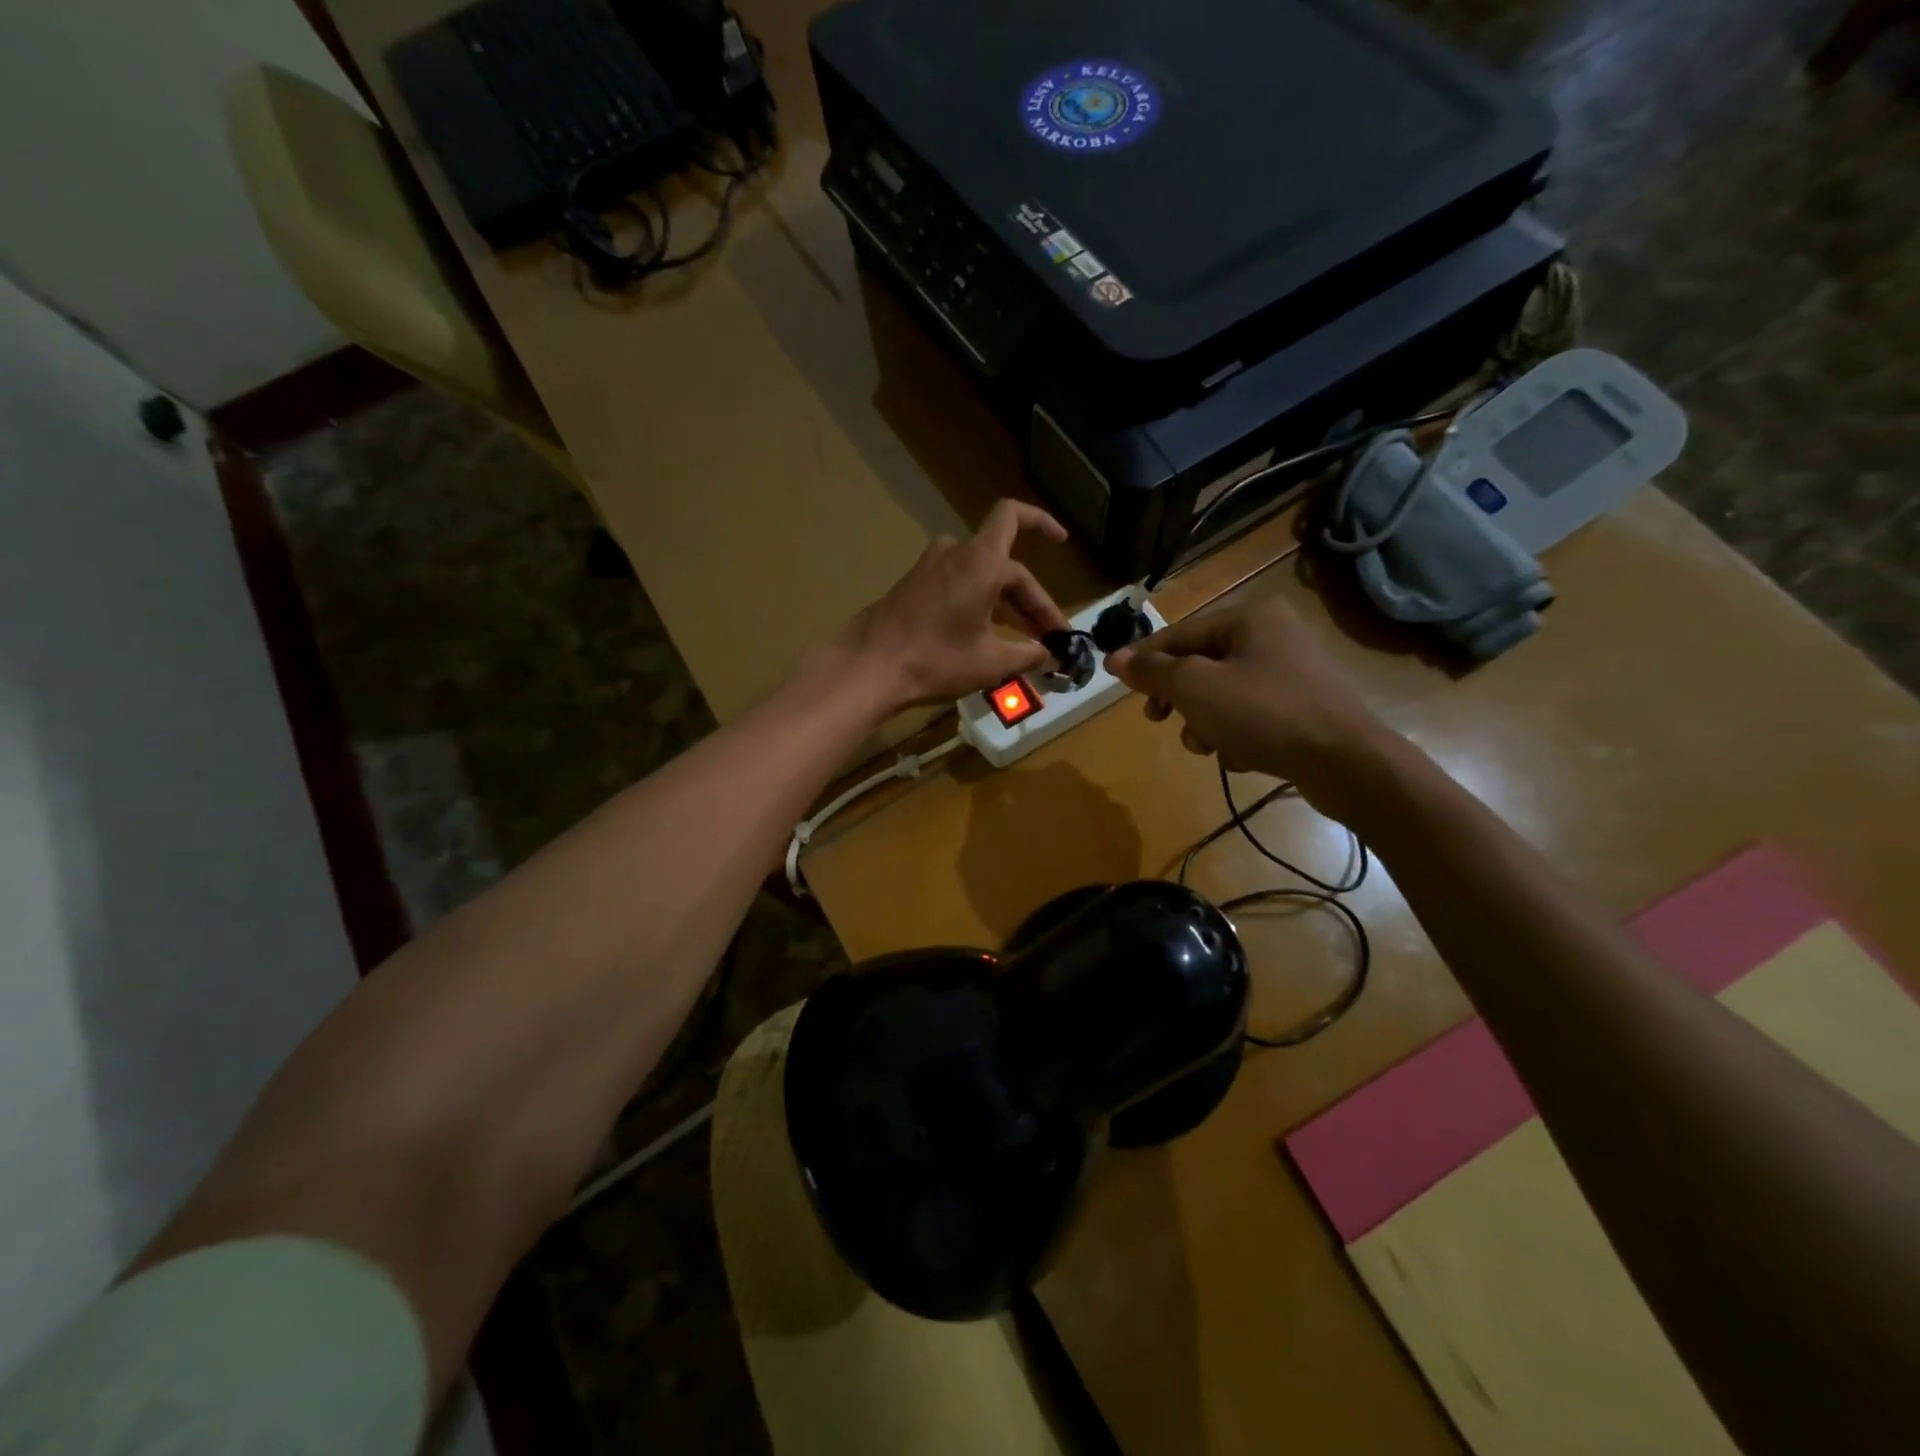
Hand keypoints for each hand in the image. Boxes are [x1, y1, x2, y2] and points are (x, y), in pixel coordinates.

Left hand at [841, 500, 1072, 709]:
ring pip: (981, 577)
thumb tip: (1051, 656)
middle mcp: (955, 554)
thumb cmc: (936, 660)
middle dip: (1031, 602)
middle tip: (1050, 639)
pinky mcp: (913, 586)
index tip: (1063, 541)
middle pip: (1005, 566)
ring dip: (1006, 604)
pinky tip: (987, 636)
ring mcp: (930, 568)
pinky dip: (979, 604)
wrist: (869, 668)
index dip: (1042, 523)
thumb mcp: (991, 662)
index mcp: (980, 561)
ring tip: (1023, 640)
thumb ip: (1029, 654)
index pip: (1015, 519)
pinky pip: (958, 586)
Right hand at [1105, 596, 1396, 821]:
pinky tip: (1242, 756)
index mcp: (1250, 617)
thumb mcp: (1196, 689)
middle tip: (1160, 720)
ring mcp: (1294, 672)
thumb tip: (1115, 658)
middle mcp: (1274, 635)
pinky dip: (1238, 734)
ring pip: (1224, 693)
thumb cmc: (1264, 714)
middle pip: (1201, 665)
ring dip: (1206, 722)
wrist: (1347, 762)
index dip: (1145, 660)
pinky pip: (1252, 714)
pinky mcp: (1305, 707)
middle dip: (1179, 698)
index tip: (1116, 684)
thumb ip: (1153, 671)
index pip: (1180, 634)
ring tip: (1209, 746)